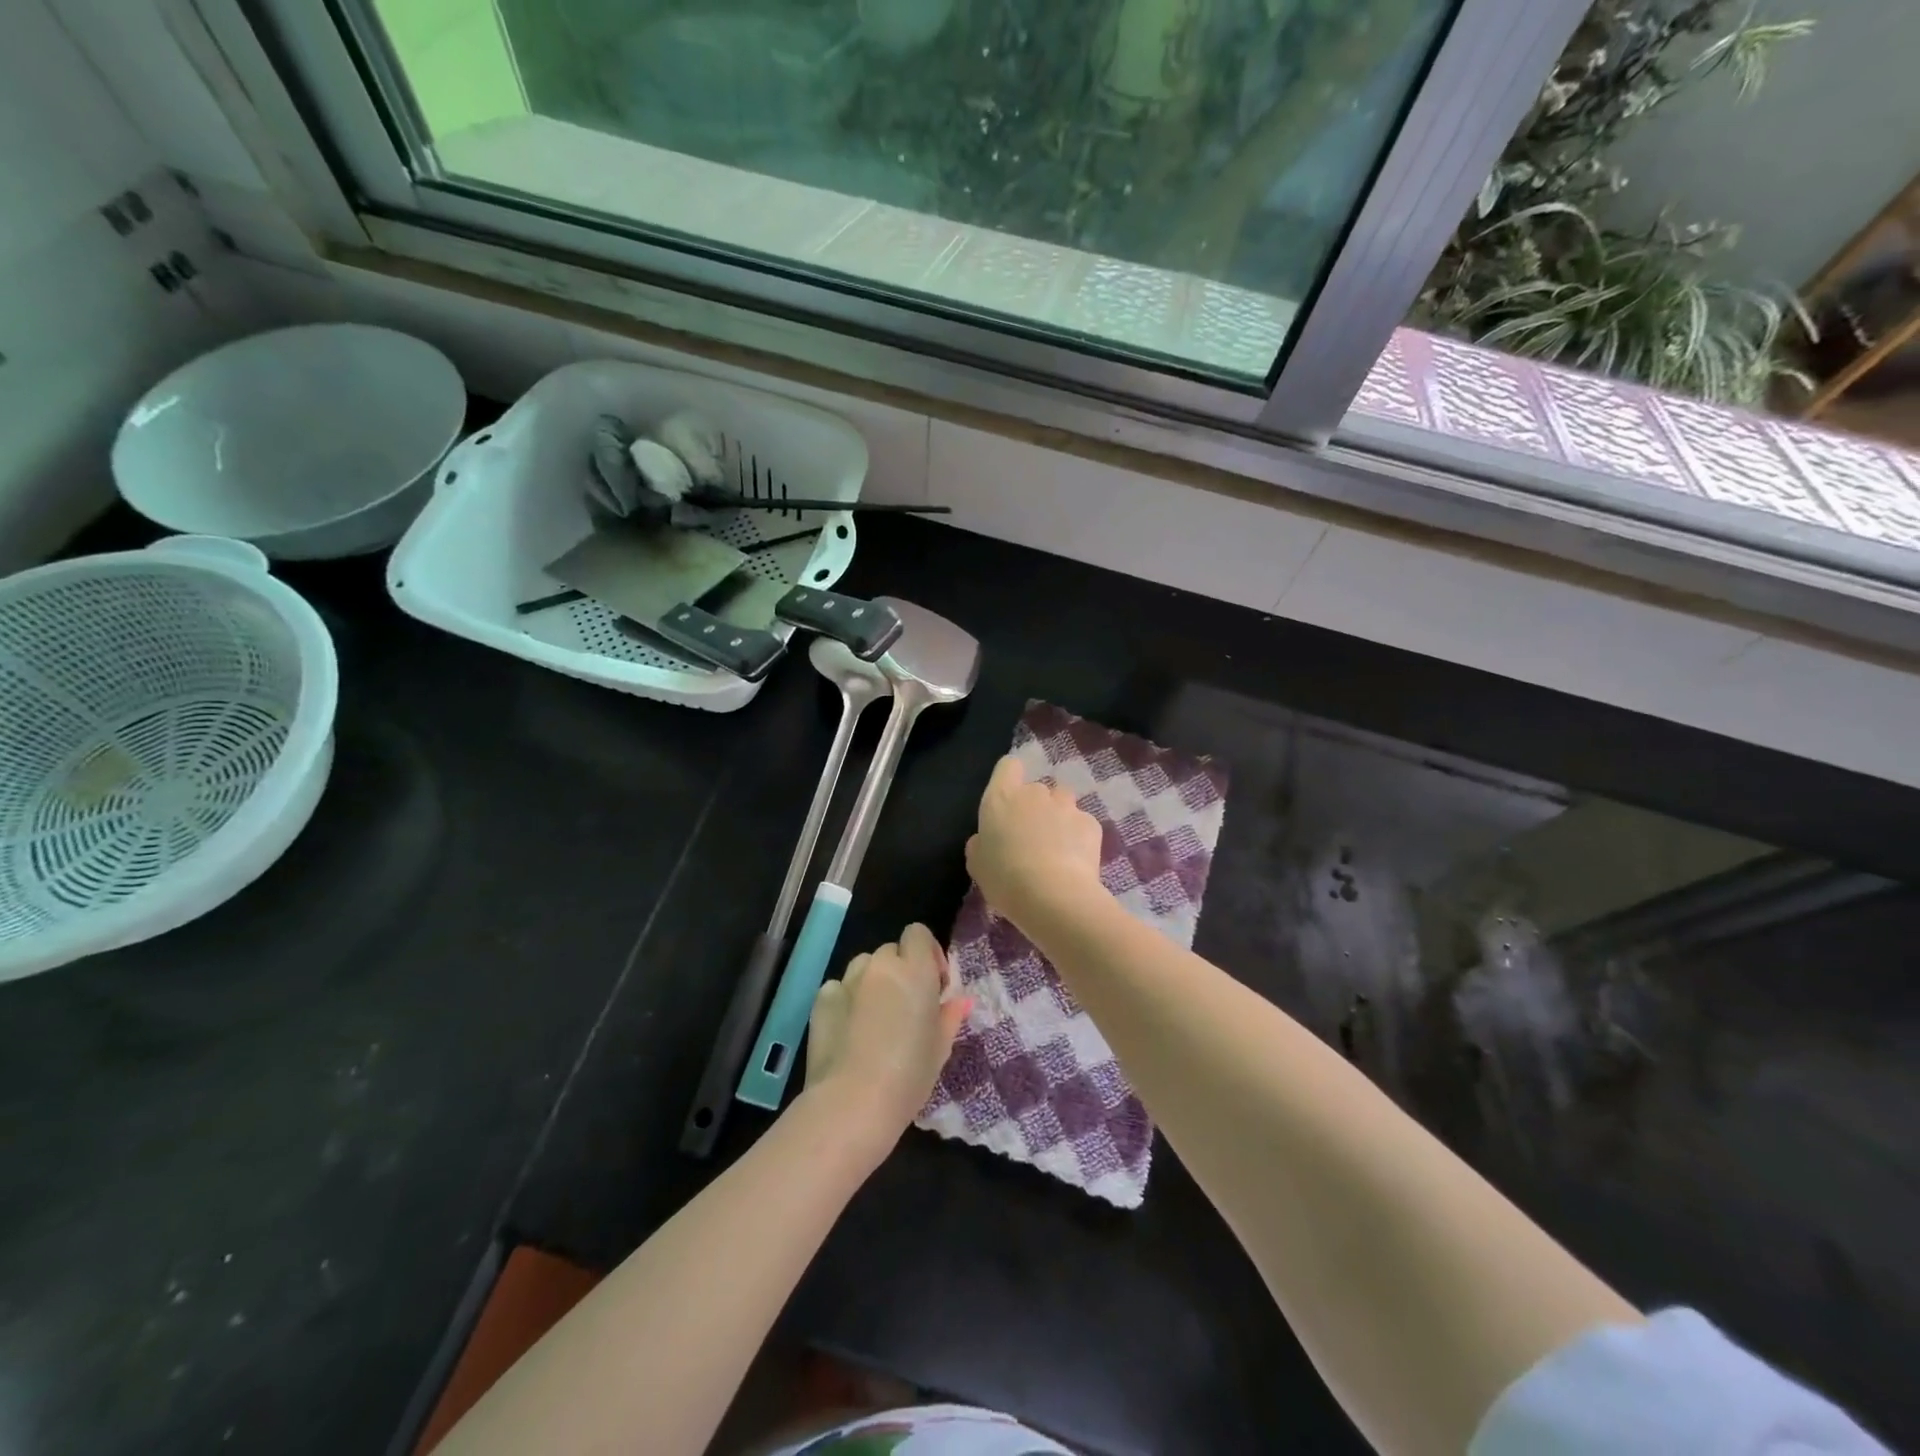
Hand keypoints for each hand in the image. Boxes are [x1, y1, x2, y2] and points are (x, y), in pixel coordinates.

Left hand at [806, 923, 970, 1138]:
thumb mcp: (940, 1048)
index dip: (926, 953)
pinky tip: (849, 1030)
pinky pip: (839, 987)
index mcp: (915, 971)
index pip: (918, 933)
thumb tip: (960, 1000)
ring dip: (873, 982)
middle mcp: (880, 966)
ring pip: (864, 966)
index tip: (933, 984)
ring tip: (875, 1018)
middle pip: (891, 951)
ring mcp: (847, 980)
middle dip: (900, 970)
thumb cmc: (909, 1076)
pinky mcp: (822, 999)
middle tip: (905, 1007)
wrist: (852, 1103)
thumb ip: (950, 1016)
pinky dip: (847, 1000)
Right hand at [966, 756, 1105, 929]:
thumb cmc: (1005, 879)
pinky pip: (1082, 823)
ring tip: (1057, 847)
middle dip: (1035, 807)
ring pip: (1062, 802)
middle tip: (1031, 839)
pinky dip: (1079, 837)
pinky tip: (1075, 862)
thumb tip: (987, 839)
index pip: (1008, 766)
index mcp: (1001, 798)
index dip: (1010, 778)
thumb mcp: (978, 865)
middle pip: (1036, 789)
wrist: (1053, 896)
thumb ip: (981, 843)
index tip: (1009, 801)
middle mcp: (1034, 794)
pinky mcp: (1091, 823)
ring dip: (1058, 817)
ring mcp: (1066, 806)